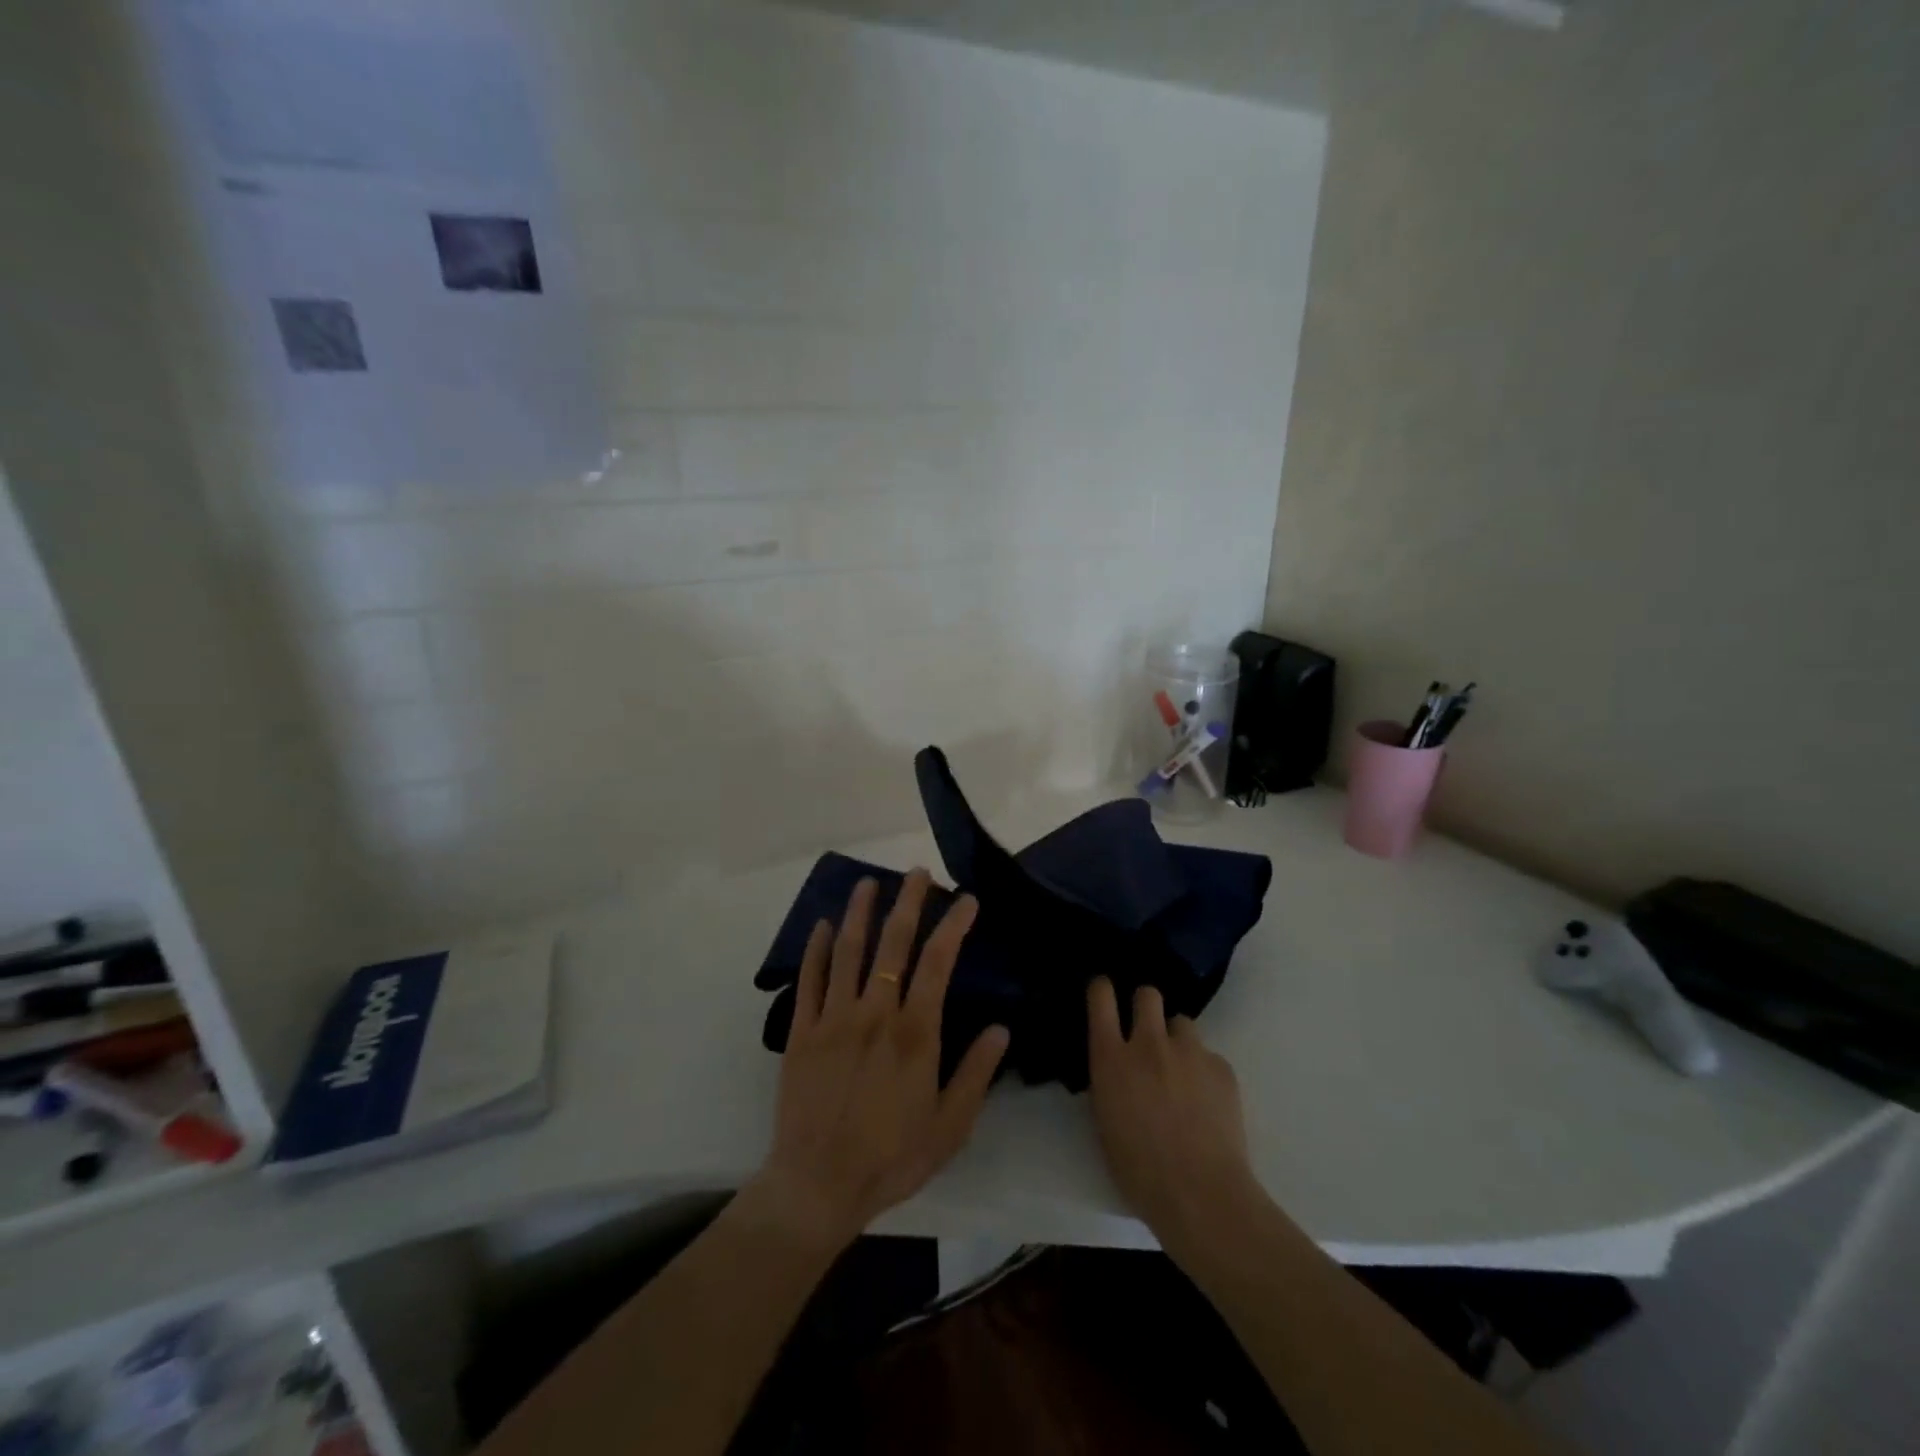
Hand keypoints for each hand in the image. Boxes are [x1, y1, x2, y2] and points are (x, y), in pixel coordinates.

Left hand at [749, 870, 1008, 1252]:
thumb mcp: (950, 1126)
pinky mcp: (802, 1032)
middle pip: (893, 943)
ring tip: (869, 882)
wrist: (818, 1186)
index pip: (939, 962)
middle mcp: (874, 1013)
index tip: (966, 900)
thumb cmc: (892, 1157)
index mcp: (914, 1032)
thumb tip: (1002, 1028)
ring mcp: (833, 1018)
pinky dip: (816, 949)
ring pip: (848, 951)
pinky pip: (809, 980)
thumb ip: (975, 1073)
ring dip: (860, 912)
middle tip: (916, 873)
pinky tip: (823, 926)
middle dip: (907, 902)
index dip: (953, 925)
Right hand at [1086, 977, 1262, 1254]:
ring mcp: (1189, 1052)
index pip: (1101, 997)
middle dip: (1146, 1006)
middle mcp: (1149, 1043)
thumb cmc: (1140, 1171)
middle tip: (1147, 1033)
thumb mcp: (1105, 1121)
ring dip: (1177, 1040)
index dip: (1102, 989)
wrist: (1201, 1195)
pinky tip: (1207, 1102)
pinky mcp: (1222, 1068)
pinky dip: (1204, 1072)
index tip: (1104, 994)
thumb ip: (1110, 1082)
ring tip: (1181, 1072)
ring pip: (1182, 1023)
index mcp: (1112, 1058)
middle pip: (1148, 994)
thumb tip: (1116, 1069)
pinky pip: (1209, 1056)